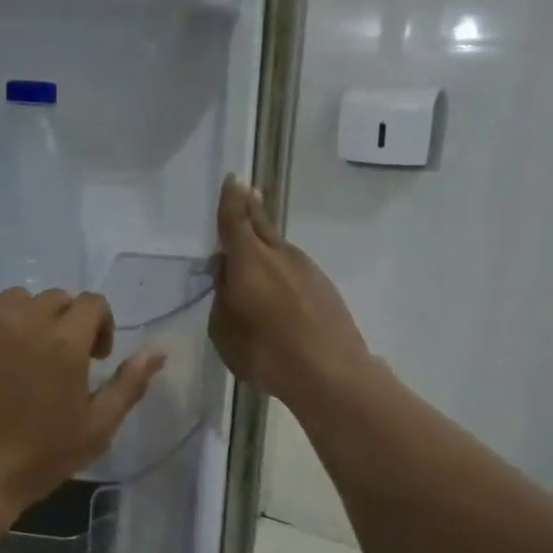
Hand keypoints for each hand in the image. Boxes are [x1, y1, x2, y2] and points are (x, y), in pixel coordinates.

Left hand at [0, 288, 165, 515]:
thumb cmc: (37, 457)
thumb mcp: (97, 427)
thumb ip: (129, 384)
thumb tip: (157, 351)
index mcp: (65, 340)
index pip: (93, 303)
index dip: (101, 326)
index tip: (94, 358)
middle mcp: (26, 319)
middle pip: (57, 298)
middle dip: (67, 322)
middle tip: (60, 361)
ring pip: (17, 297)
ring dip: (30, 316)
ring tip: (24, 352)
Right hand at [210, 175, 368, 406]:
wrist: (330, 373)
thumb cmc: (266, 352)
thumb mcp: (224, 330)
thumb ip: (221, 296)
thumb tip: (226, 272)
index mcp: (249, 260)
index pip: (235, 220)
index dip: (231, 199)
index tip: (234, 179)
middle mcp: (280, 255)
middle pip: (261, 224)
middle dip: (251, 208)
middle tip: (247, 192)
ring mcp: (306, 269)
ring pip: (279, 248)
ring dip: (265, 244)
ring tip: (254, 250)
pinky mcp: (324, 287)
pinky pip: (294, 269)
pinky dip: (281, 269)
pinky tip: (278, 289)